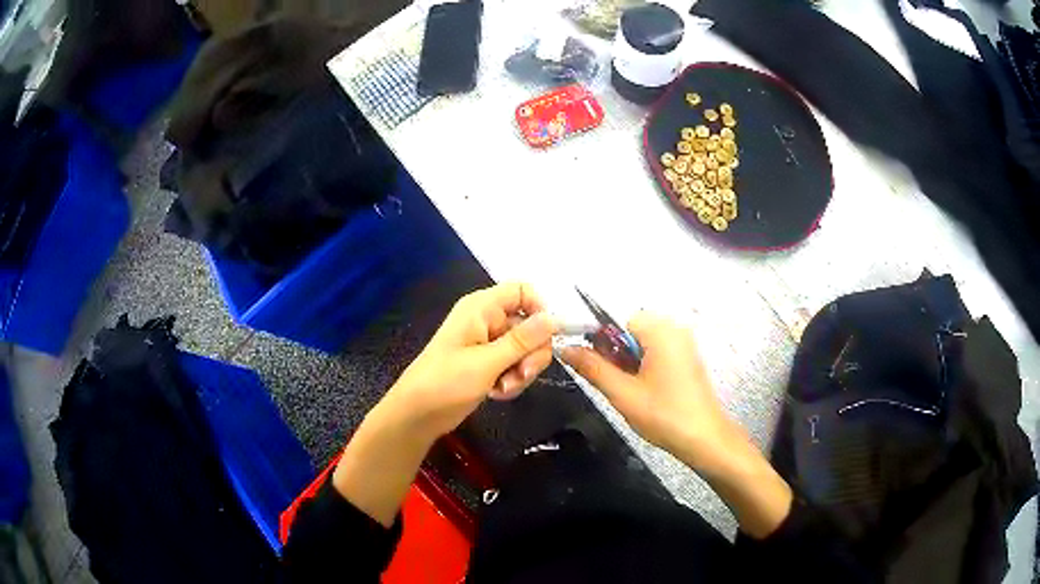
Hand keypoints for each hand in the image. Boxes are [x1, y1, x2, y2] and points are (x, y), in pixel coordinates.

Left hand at [378, 282, 558, 440]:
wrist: (417, 414)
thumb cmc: (446, 382)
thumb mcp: (488, 362)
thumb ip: (524, 340)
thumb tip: (555, 318)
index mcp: (482, 308)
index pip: (522, 291)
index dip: (540, 309)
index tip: (549, 337)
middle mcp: (487, 320)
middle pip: (529, 325)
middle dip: (531, 353)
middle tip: (522, 374)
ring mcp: (487, 343)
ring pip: (524, 350)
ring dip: (521, 372)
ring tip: (503, 388)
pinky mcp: (487, 364)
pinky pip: (513, 365)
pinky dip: (511, 380)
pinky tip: (496, 393)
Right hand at [561, 312, 792, 537]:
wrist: (705, 440)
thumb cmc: (664, 415)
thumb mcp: (622, 394)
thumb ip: (593, 367)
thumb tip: (565, 348)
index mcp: (661, 330)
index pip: (618, 320)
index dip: (602, 342)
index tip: (600, 369)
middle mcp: (675, 329)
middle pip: (631, 330)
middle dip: (617, 354)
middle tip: (618, 385)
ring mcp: (684, 344)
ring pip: (643, 343)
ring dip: (630, 362)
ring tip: (631, 391)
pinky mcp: (688, 358)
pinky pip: (657, 351)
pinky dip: (645, 366)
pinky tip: (647, 392)